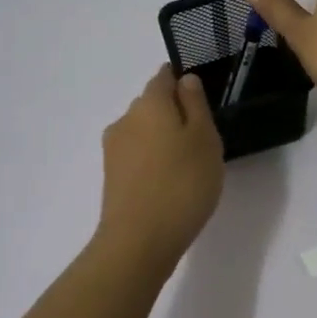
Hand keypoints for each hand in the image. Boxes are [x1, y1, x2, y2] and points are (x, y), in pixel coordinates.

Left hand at [96, 65, 224, 268]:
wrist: (139, 241)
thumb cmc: (183, 184)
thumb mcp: (204, 139)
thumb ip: (195, 104)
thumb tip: (185, 80)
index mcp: (150, 103)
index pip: (164, 77)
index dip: (183, 82)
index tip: (202, 100)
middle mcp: (126, 118)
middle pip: (152, 104)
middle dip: (175, 113)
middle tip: (203, 139)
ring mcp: (114, 148)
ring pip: (144, 131)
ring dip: (163, 139)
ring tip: (188, 166)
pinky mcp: (111, 175)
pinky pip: (137, 155)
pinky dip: (153, 161)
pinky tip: (170, 182)